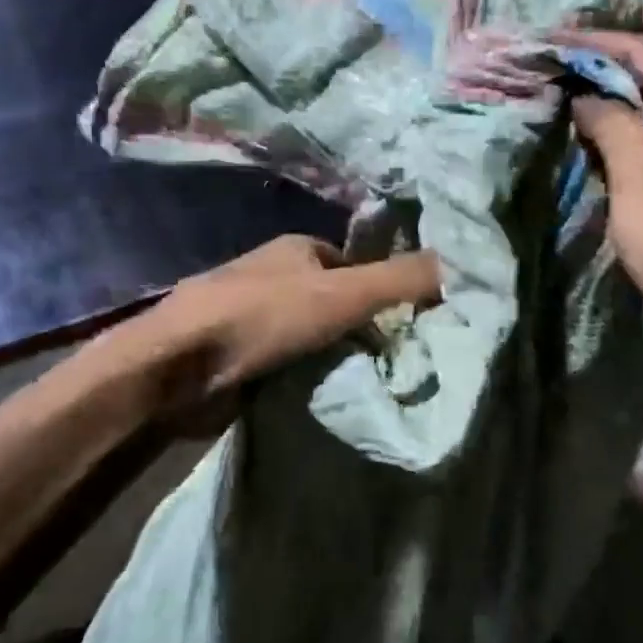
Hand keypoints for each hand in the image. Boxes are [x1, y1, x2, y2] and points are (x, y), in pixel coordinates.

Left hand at [152, 236, 440, 403]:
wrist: (178, 367)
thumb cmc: (263, 317)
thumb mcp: (344, 294)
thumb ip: (402, 280)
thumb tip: (465, 263)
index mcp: (297, 248)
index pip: (356, 265)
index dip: (383, 290)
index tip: (408, 325)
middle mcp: (274, 275)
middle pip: (335, 299)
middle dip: (360, 326)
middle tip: (392, 360)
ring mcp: (251, 315)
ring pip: (312, 333)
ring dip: (333, 354)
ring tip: (364, 382)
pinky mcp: (238, 353)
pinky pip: (289, 361)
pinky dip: (306, 375)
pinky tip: (322, 394)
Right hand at [555, 30, 642, 357]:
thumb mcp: (642, 166)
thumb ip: (609, 118)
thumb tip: (582, 96)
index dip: (592, 45)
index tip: (545, 39)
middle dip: (592, 81)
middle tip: (540, 74)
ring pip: (639, 126)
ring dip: (597, 118)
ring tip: (547, 105)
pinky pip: (640, 161)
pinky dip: (608, 153)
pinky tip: (575, 151)